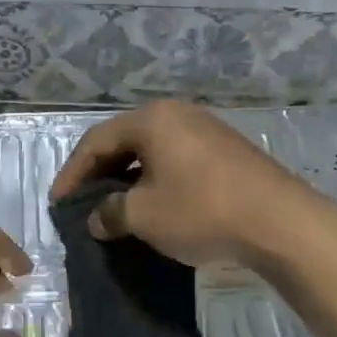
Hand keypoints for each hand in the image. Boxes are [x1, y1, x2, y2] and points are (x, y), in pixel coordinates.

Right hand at [49, 102, 306, 267]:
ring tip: (115, 207)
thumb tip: (97, 219)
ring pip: (152, 151)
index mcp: (152, 119)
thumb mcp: (144, 216)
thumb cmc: (201, 211)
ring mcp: (206, 131)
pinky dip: (156, 181)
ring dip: (129, 179)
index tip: (57, 203)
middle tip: (82, 202)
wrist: (279, 222)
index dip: (72, 173)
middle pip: (125, 141)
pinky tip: (154, 206)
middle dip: (100, 173)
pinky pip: (177, 161)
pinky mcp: (227, 152)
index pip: (96, 141)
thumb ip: (110, 213)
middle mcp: (178, 114)